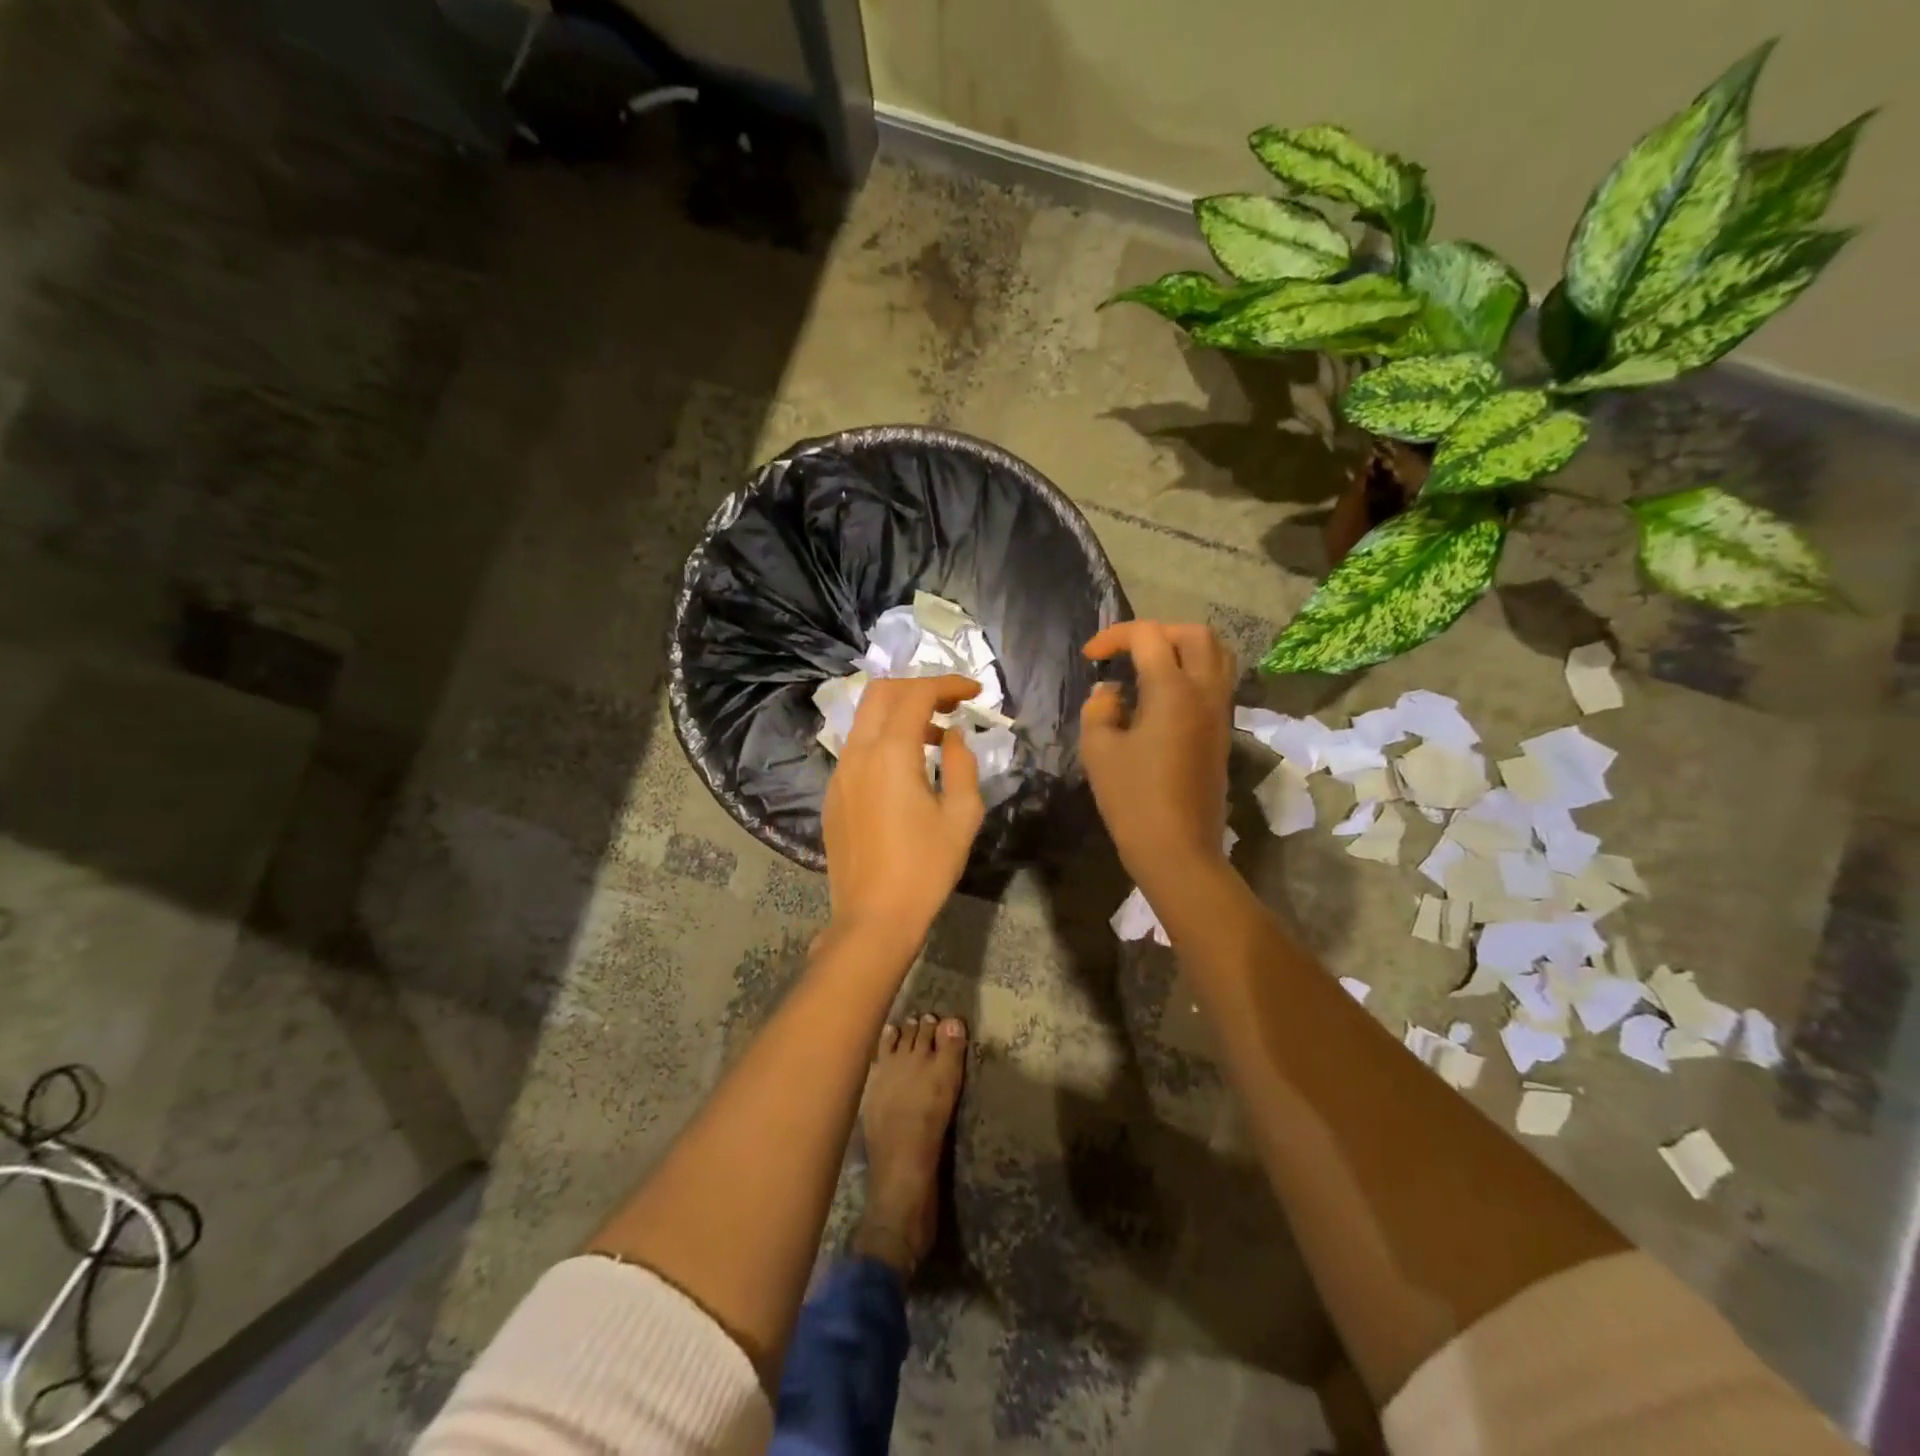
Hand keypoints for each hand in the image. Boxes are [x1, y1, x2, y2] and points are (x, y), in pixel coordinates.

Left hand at [823, 674, 986, 952]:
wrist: (874, 917)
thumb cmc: (925, 867)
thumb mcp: (961, 815)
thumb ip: (962, 763)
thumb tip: (953, 735)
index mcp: (890, 753)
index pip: (917, 694)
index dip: (948, 684)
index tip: (975, 691)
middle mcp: (857, 753)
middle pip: (881, 693)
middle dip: (919, 688)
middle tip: (951, 703)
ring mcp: (840, 774)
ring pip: (866, 720)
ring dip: (901, 714)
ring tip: (937, 738)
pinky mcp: (833, 795)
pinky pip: (858, 749)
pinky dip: (884, 740)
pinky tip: (908, 770)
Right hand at [1080, 622, 1234, 893]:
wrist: (1177, 848)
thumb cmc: (1133, 799)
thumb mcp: (1099, 750)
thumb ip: (1100, 708)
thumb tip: (1111, 692)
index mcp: (1173, 690)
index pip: (1149, 637)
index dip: (1115, 636)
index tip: (1090, 656)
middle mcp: (1205, 692)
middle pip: (1195, 634)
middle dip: (1157, 632)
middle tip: (1126, 651)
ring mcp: (1219, 713)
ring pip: (1216, 655)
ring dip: (1182, 648)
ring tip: (1149, 665)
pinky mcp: (1222, 733)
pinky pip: (1216, 682)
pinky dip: (1192, 672)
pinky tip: (1162, 696)